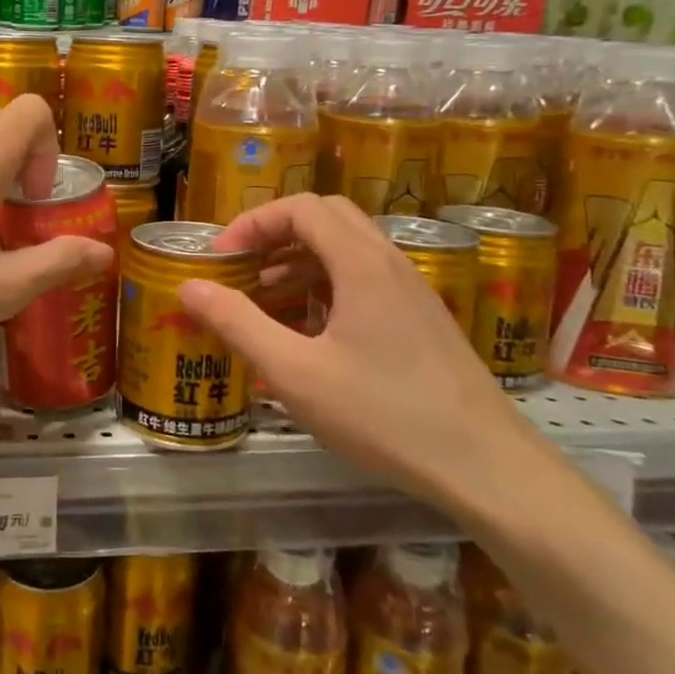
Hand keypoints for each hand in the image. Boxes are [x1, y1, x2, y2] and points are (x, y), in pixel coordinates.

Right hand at [176, 193, 539, 503]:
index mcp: (360, 263)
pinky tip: (308, 332)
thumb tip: (188, 287)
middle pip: (325, 218)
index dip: (252, 223)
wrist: (486, 465)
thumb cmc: (384, 414)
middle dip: (275, 235)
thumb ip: (238, 324)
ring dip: (298, 262)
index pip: (300, 208)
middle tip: (241, 270)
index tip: (221, 259)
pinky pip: (364, 280)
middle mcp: (389, 262)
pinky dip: (325, 287)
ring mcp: (411, 290)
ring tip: (263, 302)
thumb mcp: (295, 373)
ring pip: (346, 250)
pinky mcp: (421, 319)